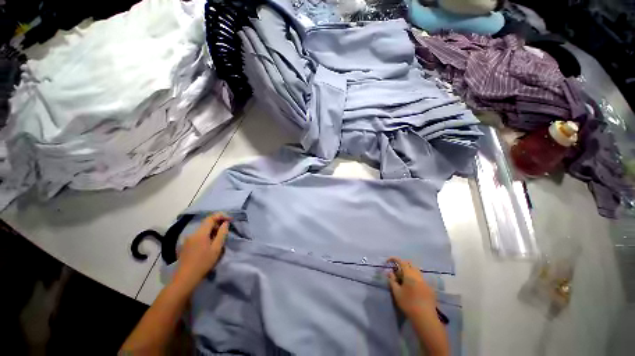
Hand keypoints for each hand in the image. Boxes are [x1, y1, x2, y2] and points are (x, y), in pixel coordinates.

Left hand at [173, 213, 230, 291]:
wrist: (185, 278)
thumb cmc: (203, 263)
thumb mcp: (216, 248)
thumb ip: (222, 234)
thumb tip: (225, 223)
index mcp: (200, 233)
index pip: (211, 218)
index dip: (221, 216)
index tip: (230, 219)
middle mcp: (192, 233)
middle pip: (206, 223)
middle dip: (217, 224)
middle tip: (226, 230)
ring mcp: (187, 239)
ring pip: (202, 230)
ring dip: (212, 231)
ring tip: (218, 239)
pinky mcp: (186, 245)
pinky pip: (198, 236)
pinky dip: (206, 236)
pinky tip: (209, 245)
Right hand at [387, 257, 436, 319]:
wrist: (425, 317)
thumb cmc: (408, 303)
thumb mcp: (396, 292)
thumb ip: (392, 280)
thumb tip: (390, 272)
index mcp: (409, 274)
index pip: (401, 261)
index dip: (394, 259)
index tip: (388, 262)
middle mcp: (418, 275)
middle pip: (410, 264)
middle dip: (402, 264)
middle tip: (396, 270)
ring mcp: (425, 281)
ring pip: (416, 270)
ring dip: (409, 270)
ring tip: (403, 278)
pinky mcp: (429, 288)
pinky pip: (421, 278)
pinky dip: (415, 277)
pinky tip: (412, 286)